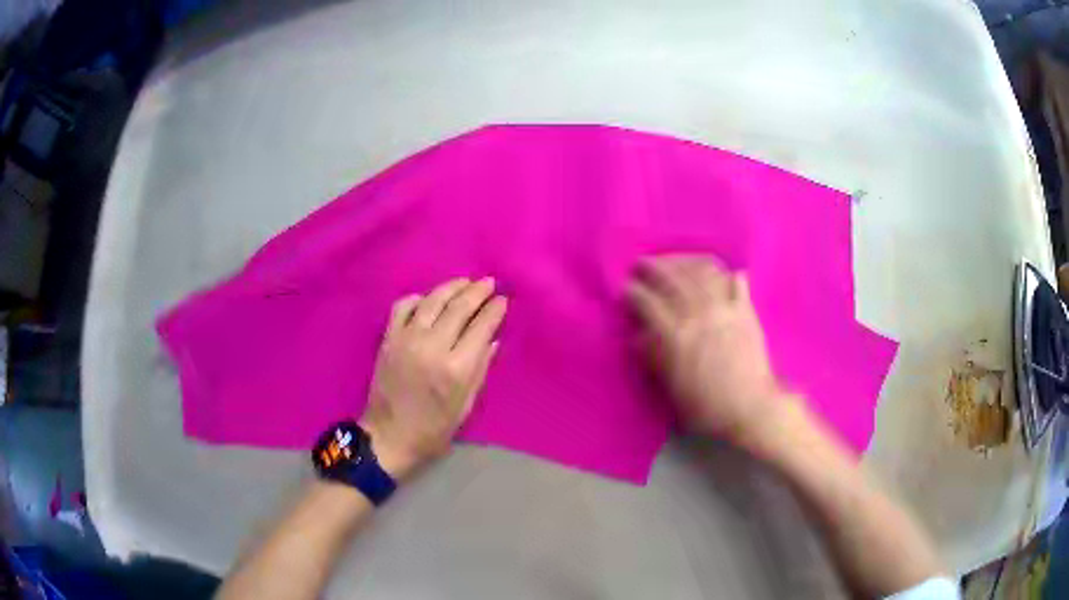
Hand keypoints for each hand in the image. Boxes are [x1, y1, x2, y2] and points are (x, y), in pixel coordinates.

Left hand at [360, 277, 506, 479]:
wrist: (388, 436)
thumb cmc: (433, 429)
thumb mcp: (465, 406)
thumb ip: (480, 369)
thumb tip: (492, 339)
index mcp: (456, 368)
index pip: (481, 327)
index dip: (494, 310)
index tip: (503, 300)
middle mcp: (432, 347)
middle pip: (458, 307)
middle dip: (477, 291)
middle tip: (489, 283)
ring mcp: (407, 339)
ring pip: (432, 301)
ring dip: (451, 287)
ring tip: (465, 282)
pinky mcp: (388, 338)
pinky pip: (403, 307)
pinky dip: (418, 298)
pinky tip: (429, 299)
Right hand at [627, 255, 786, 443]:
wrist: (750, 408)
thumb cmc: (707, 406)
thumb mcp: (672, 387)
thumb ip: (654, 357)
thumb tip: (638, 336)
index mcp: (675, 335)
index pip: (648, 302)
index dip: (633, 292)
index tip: (625, 288)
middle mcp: (698, 314)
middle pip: (672, 279)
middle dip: (654, 267)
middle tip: (642, 263)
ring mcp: (724, 309)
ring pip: (701, 273)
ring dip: (685, 262)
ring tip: (675, 260)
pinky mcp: (745, 312)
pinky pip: (735, 283)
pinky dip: (726, 273)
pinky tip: (719, 271)